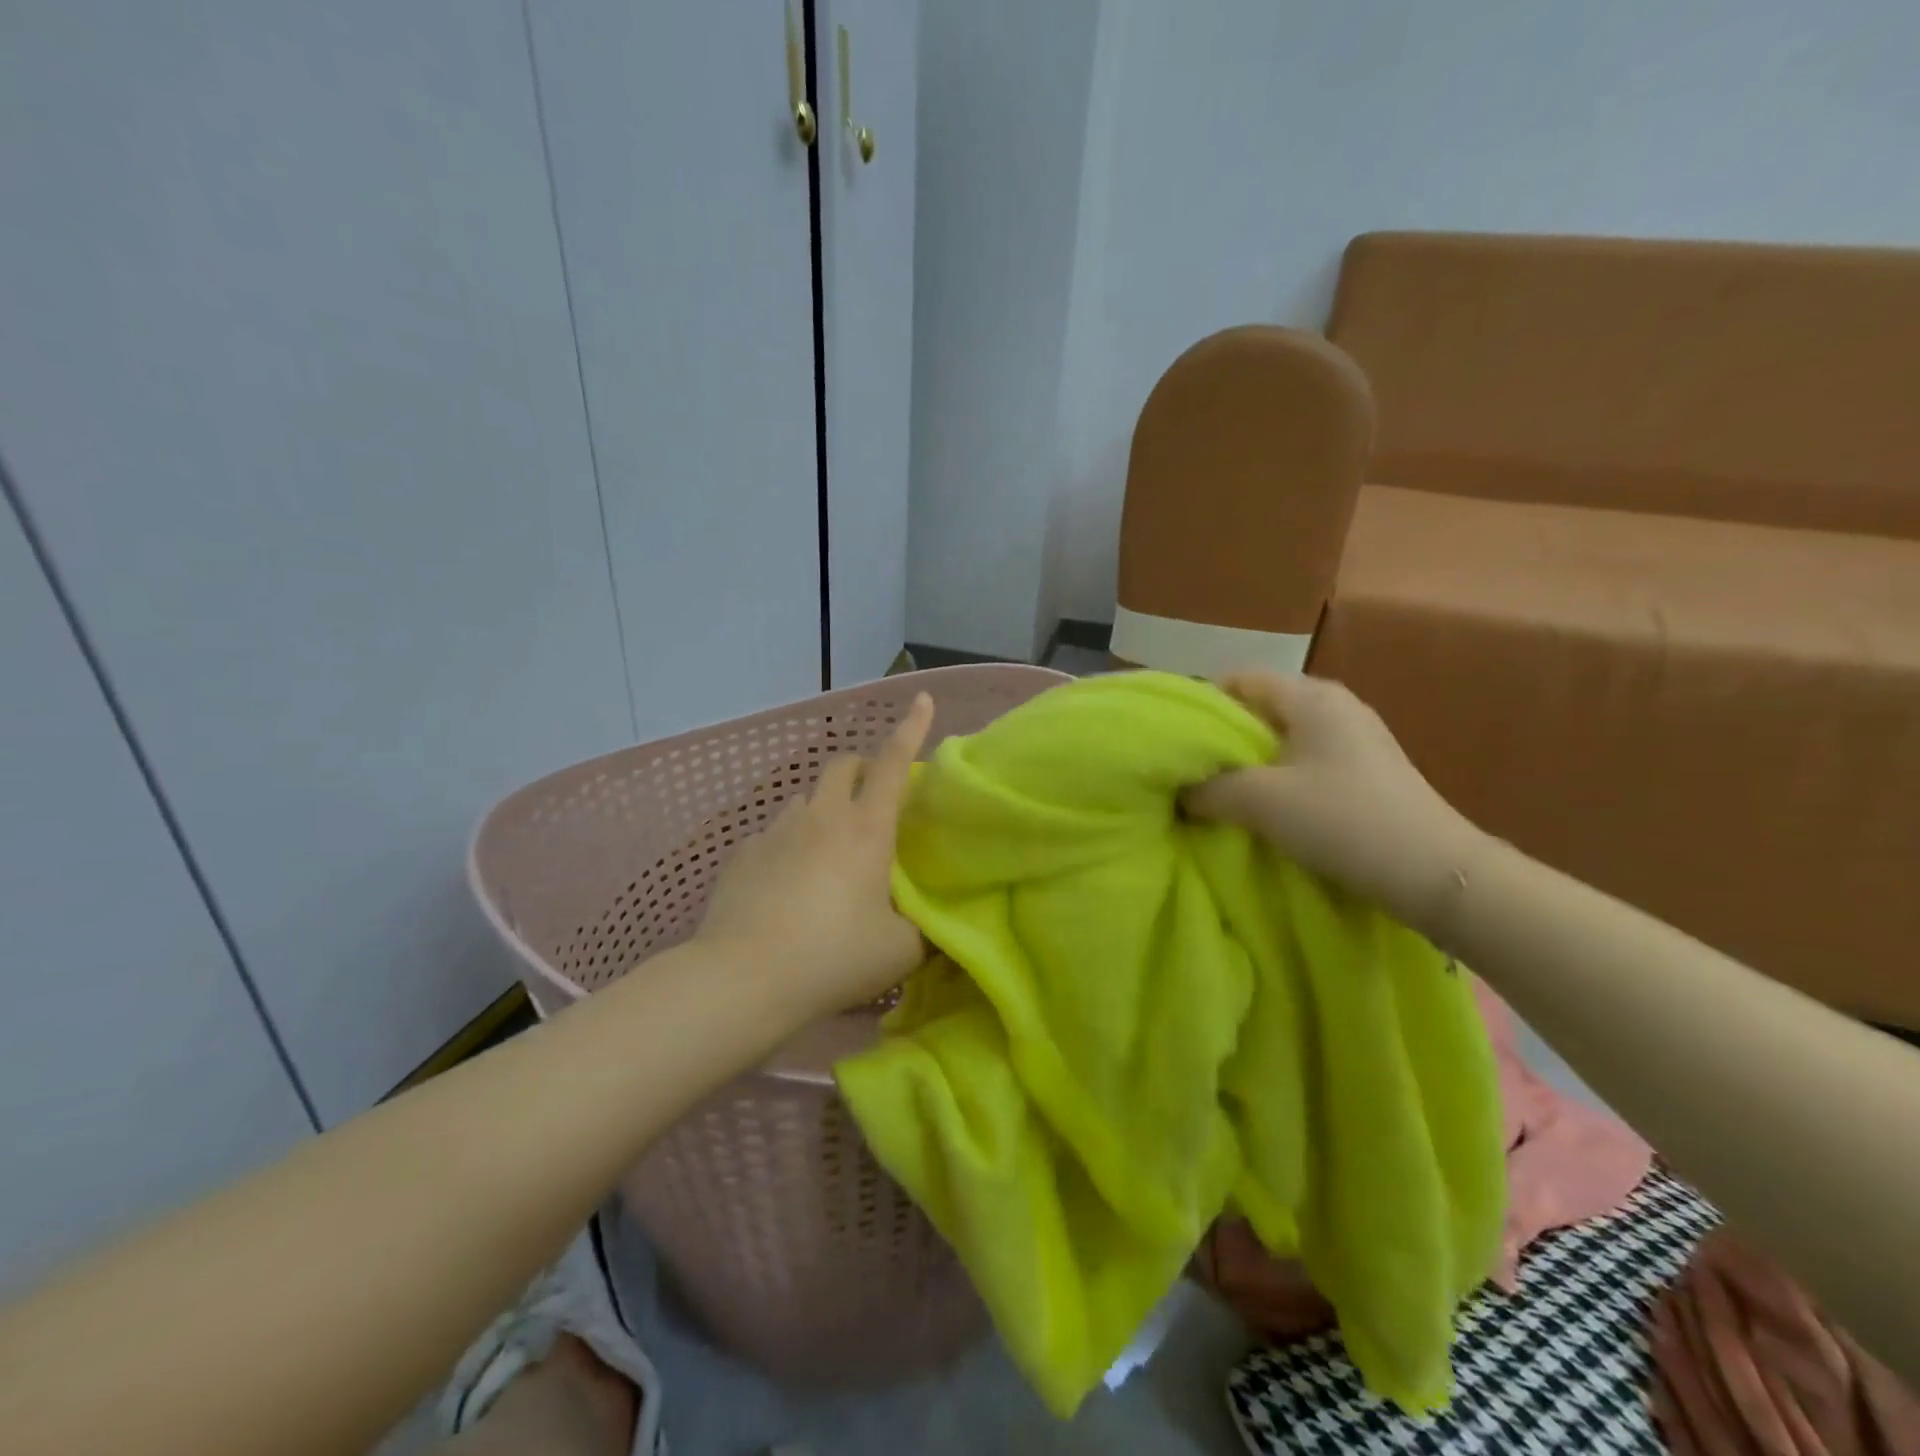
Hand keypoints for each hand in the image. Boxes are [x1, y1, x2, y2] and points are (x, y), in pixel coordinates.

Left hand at [694, 692, 934, 1019]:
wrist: (744, 979)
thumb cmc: (834, 957)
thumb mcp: (901, 951)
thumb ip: (925, 930)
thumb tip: (933, 924)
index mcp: (866, 829)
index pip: (893, 763)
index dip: (911, 728)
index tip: (921, 698)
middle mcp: (821, 816)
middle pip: (842, 765)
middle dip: (861, 768)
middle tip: (872, 801)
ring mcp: (776, 830)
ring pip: (806, 799)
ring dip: (824, 810)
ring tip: (828, 854)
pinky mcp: (743, 853)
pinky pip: (774, 834)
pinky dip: (790, 845)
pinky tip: (786, 886)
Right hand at [1184, 671, 1485, 931]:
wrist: (1434, 872)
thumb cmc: (1341, 819)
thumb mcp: (1260, 802)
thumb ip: (1209, 789)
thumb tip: (1180, 792)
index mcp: (1311, 696)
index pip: (1239, 679)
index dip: (1202, 705)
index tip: (1178, 741)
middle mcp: (1336, 704)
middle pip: (1261, 707)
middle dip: (1224, 738)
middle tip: (1194, 770)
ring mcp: (1357, 736)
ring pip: (1284, 737)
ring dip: (1251, 762)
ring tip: (1222, 792)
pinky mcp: (1368, 769)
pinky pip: (1307, 759)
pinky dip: (1279, 776)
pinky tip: (1268, 807)